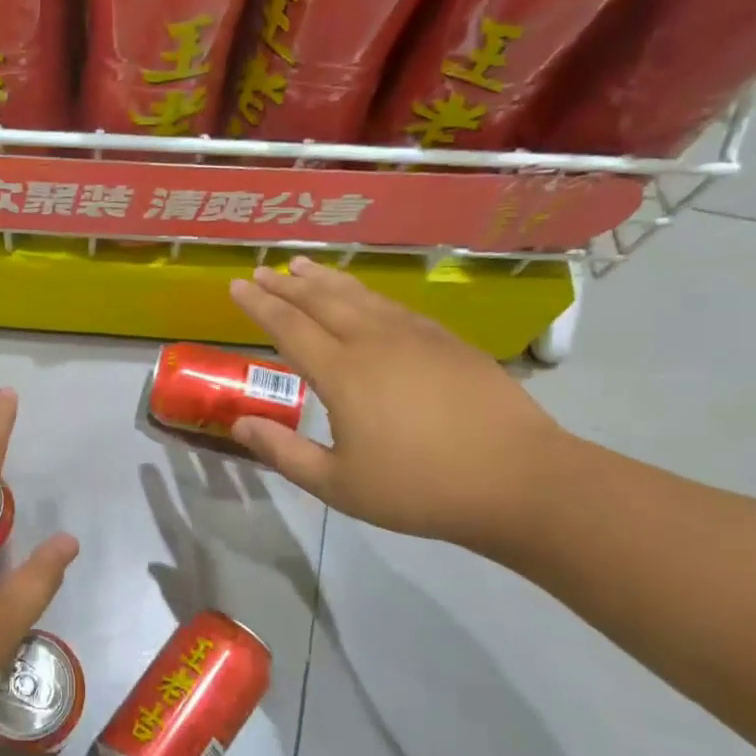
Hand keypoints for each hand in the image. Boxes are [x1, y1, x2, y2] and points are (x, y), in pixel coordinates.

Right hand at [227, 257, 565, 547]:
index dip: (260, 305)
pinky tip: (364, 297)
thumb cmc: (418, 489)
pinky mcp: (448, 342)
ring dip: (326, 280)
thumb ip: (283, 452)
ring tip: (303, 266)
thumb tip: (239, 424)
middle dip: (287, 285)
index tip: (237, 285)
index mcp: (343, 374)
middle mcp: (375, 342)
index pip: (289, 327)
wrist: (519, 480)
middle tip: (262, 270)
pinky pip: (394, 306)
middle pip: (322, 301)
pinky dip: (367, 294)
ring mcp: (416, 337)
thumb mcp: (337, 484)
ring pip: (360, 296)